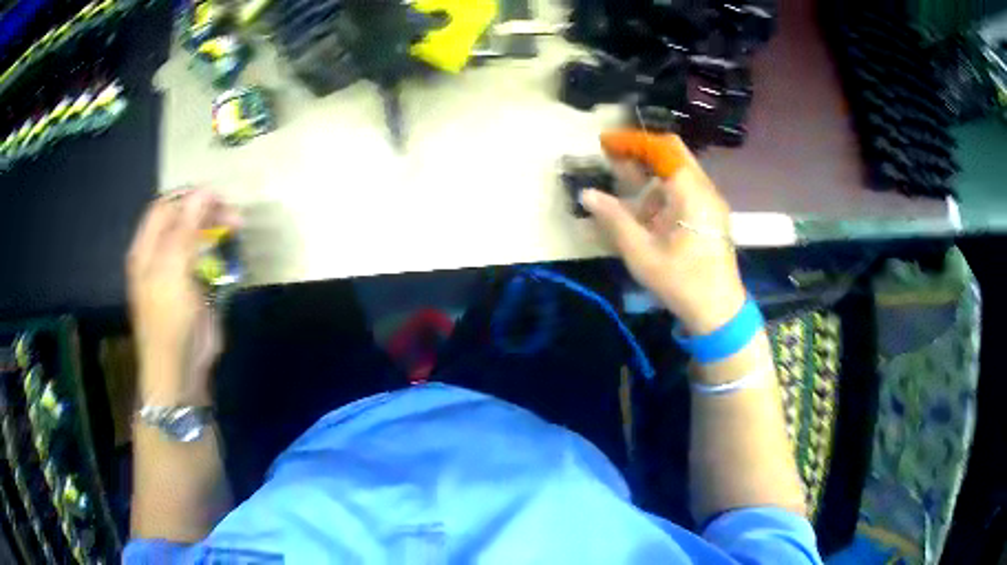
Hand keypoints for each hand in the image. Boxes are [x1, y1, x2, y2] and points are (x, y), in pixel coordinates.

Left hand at [126, 189, 239, 405]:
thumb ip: (186, 228)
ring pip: (195, 238)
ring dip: (214, 228)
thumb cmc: (169, 321)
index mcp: (146, 250)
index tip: (218, 196)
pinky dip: (218, 250)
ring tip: (237, 227)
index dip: (189, 197)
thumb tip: (205, 191)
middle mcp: (159, 257)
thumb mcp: (173, 271)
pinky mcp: (193, 289)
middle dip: (206, 211)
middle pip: (181, 220)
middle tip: (233, 214)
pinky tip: (230, 251)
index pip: (165, 207)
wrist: (179, 371)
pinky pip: (205, 259)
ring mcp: (176, 273)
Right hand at [581, 130, 745, 334]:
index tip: (605, 143)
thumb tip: (587, 194)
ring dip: (651, 171)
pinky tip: (648, 209)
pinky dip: (663, 187)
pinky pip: (686, 187)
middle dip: (641, 151)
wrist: (719, 311)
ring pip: (679, 170)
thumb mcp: (641, 252)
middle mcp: (704, 188)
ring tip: (625, 185)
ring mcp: (711, 201)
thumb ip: (613, 219)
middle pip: (673, 153)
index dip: (631, 141)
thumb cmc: (681, 281)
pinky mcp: (711, 214)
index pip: (661, 148)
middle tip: (613, 158)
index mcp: (690, 191)